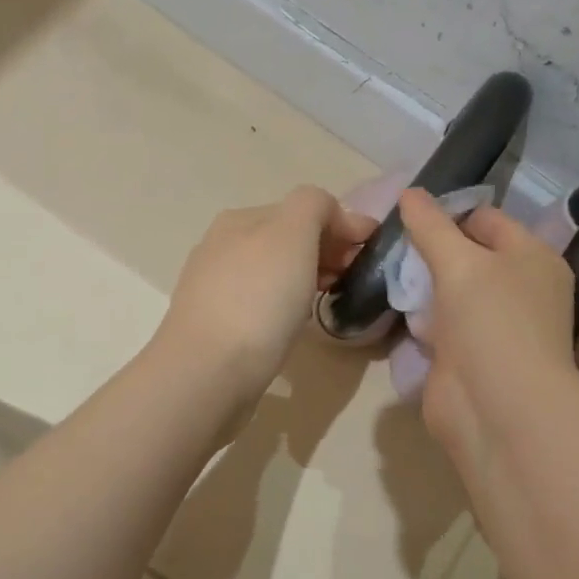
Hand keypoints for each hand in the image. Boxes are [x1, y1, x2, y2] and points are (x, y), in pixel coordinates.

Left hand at [156, 185, 376, 395]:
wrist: (208, 372)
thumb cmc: (257, 300)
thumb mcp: (293, 234)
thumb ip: (315, 206)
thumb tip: (334, 217)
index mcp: (239, 219)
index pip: (302, 209)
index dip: (341, 226)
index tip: (369, 254)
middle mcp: (221, 247)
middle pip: (286, 240)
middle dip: (325, 252)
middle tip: (352, 278)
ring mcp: (214, 288)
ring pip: (272, 273)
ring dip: (304, 279)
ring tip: (327, 300)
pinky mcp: (215, 325)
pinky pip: (259, 304)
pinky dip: (282, 306)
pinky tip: (292, 325)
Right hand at [399, 189, 578, 463]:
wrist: (496, 407)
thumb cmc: (490, 321)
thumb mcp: (460, 262)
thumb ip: (431, 226)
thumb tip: (409, 192)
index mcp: (532, 258)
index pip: (487, 219)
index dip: (449, 212)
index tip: (406, 214)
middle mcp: (518, 288)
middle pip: (468, 255)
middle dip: (431, 249)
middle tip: (390, 243)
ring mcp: (493, 325)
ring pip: (451, 292)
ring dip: (422, 285)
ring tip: (386, 271)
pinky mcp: (468, 356)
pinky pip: (440, 325)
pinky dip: (421, 318)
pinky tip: (396, 309)